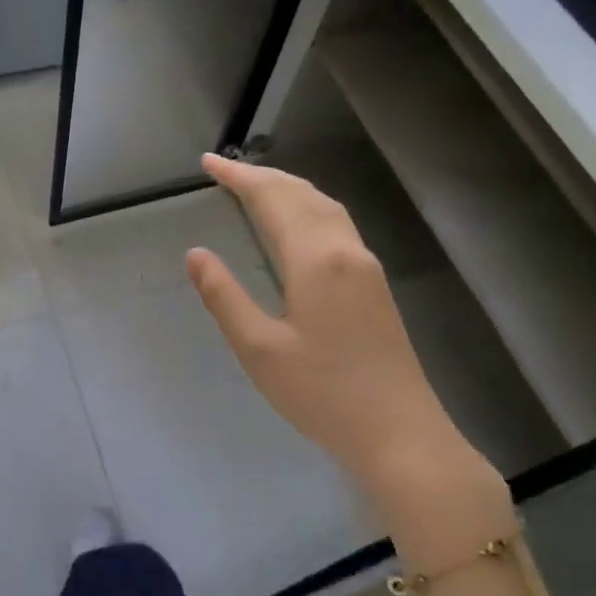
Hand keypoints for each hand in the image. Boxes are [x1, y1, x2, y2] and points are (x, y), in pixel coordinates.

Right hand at [186, 154, 507, 549]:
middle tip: (225, 169)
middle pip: (303, 195)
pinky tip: (298, 224)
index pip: (273, 200)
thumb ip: (224, 296)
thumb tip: (196, 254)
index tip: (208, 163)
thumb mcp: (258, 348)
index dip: (239, 178)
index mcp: (316, 260)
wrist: (399, 433)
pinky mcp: (374, 286)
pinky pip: (337, 226)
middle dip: (262, 176)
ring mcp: (366, 267)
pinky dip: (308, 208)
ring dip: (289, 189)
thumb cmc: (321, 393)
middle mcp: (346, 251)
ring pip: (326, 207)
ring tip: (256, 186)